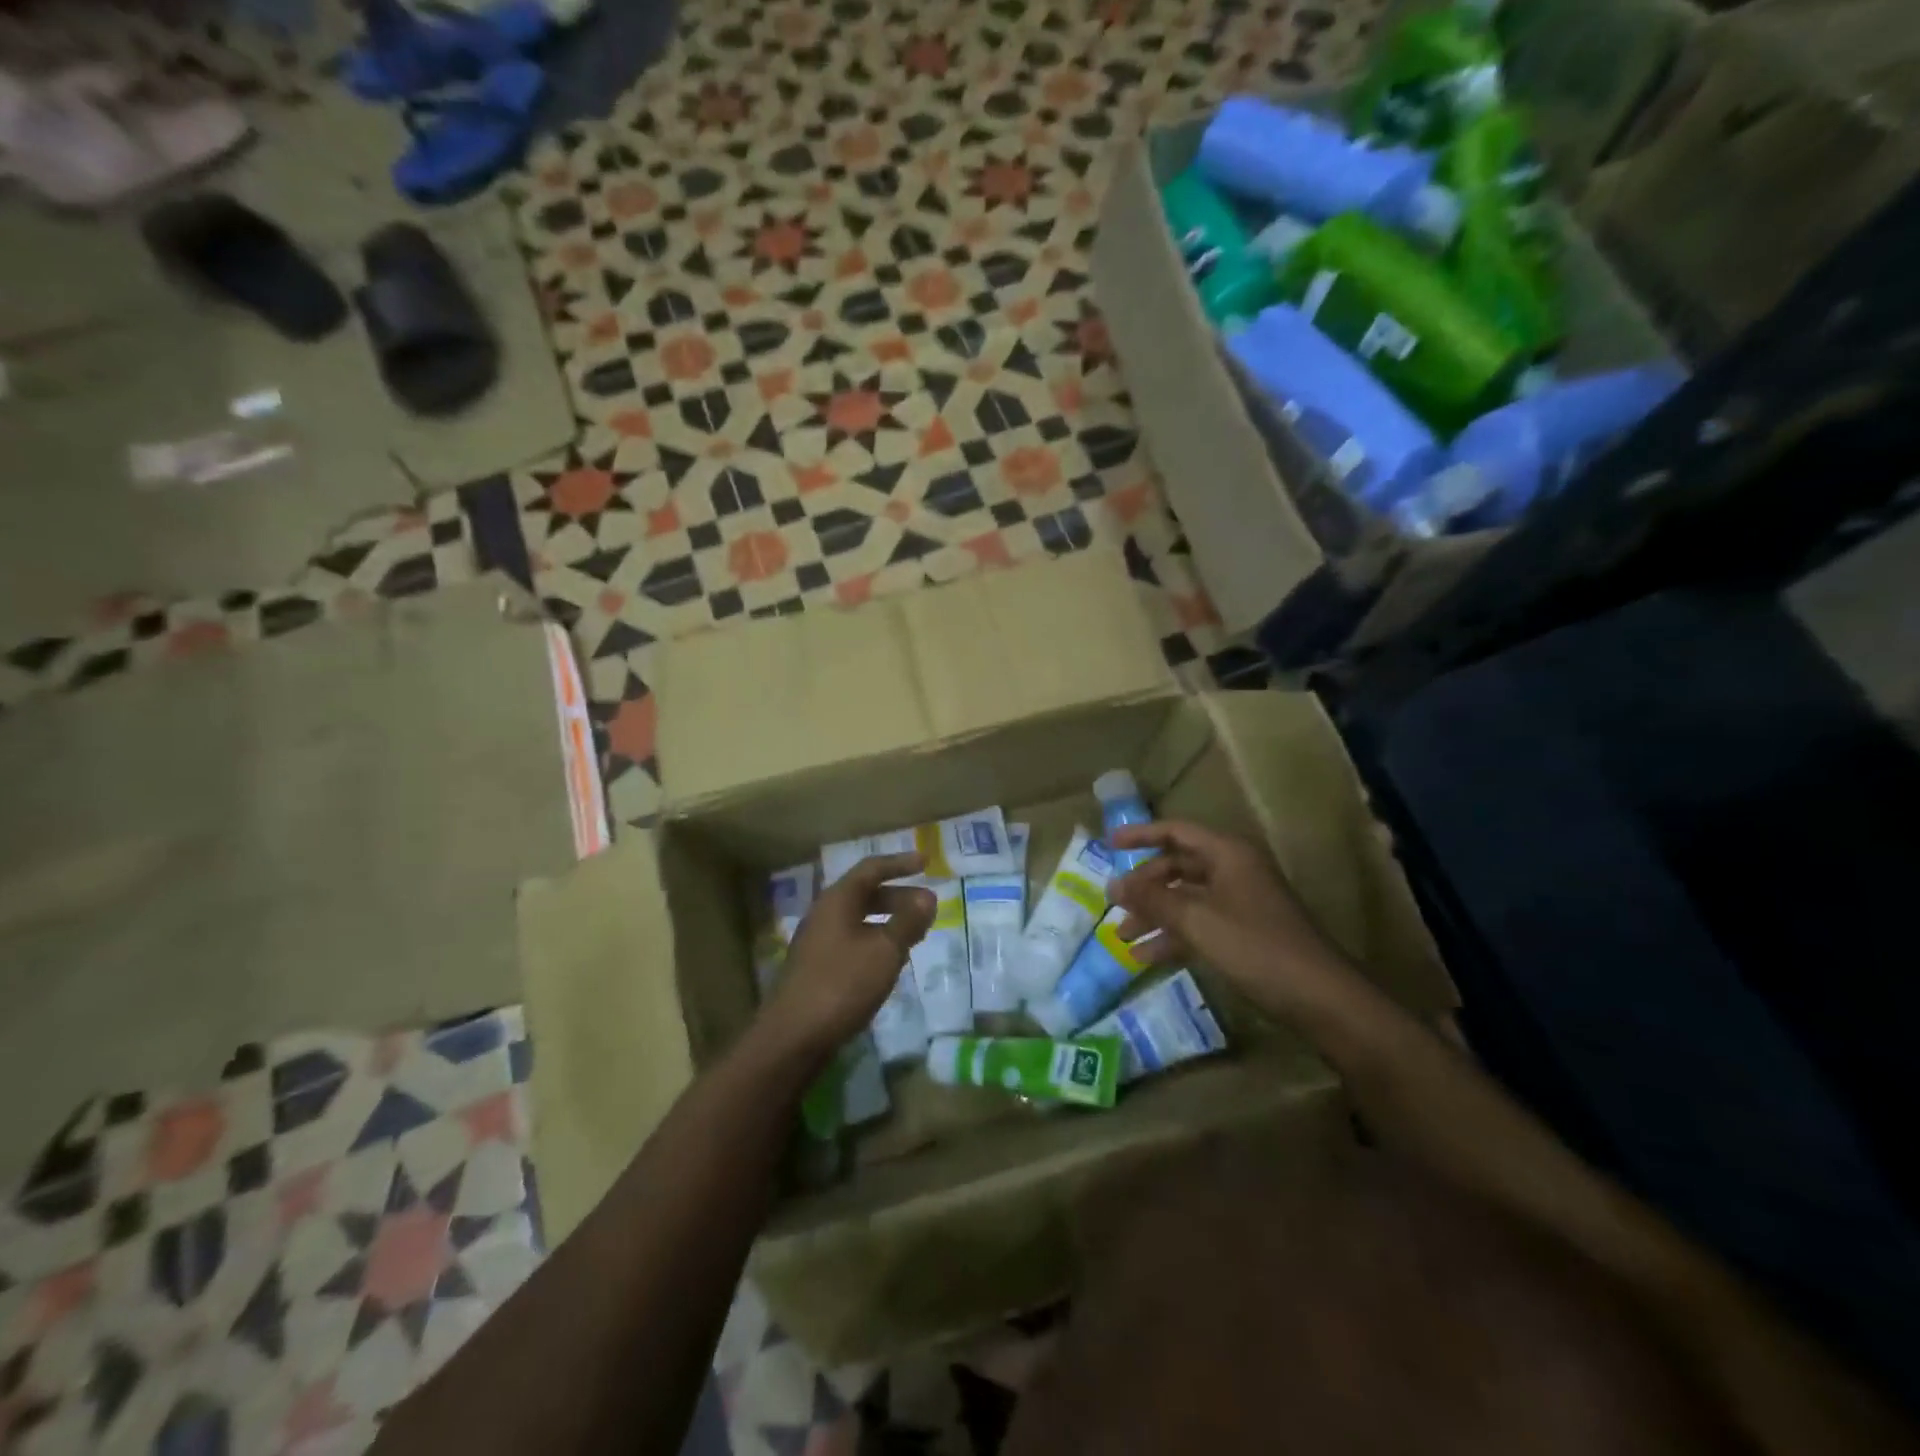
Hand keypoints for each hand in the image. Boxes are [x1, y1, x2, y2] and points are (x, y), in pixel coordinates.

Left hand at [759, 853, 934, 1059]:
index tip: (926, 862)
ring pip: (859, 919)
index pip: (871, 869)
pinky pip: (852, 940)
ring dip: (889, 921)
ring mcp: (818, 941)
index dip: (900, 863)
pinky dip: (876, 941)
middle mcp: (824, 914)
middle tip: (928, 906)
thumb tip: (928, 896)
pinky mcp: (817, 967)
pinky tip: (891, 961)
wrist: (792, 1037)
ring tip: (916, 933)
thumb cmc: (842, 985)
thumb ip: (908, 921)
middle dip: (899, 896)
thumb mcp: (884, 950)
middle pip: (865, 893)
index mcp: (837, 900)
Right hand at [1107, 822, 1344, 1005]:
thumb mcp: (1197, 920)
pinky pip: (1198, 924)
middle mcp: (1233, 870)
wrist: (1320, 998)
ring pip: (1185, 899)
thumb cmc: (1256, 947)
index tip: (1108, 844)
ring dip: (1154, 915)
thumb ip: (1153, 899)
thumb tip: (1114, 884)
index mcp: (1227, 854)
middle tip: (1114, 903)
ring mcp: (1239, 903)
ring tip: (1122, 937)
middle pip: (1177, 866)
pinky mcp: (1243, 933)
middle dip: (1144, 886)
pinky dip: (1172, 937)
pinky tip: (1145, 958)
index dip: (1141, 835)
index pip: (1176, 831)